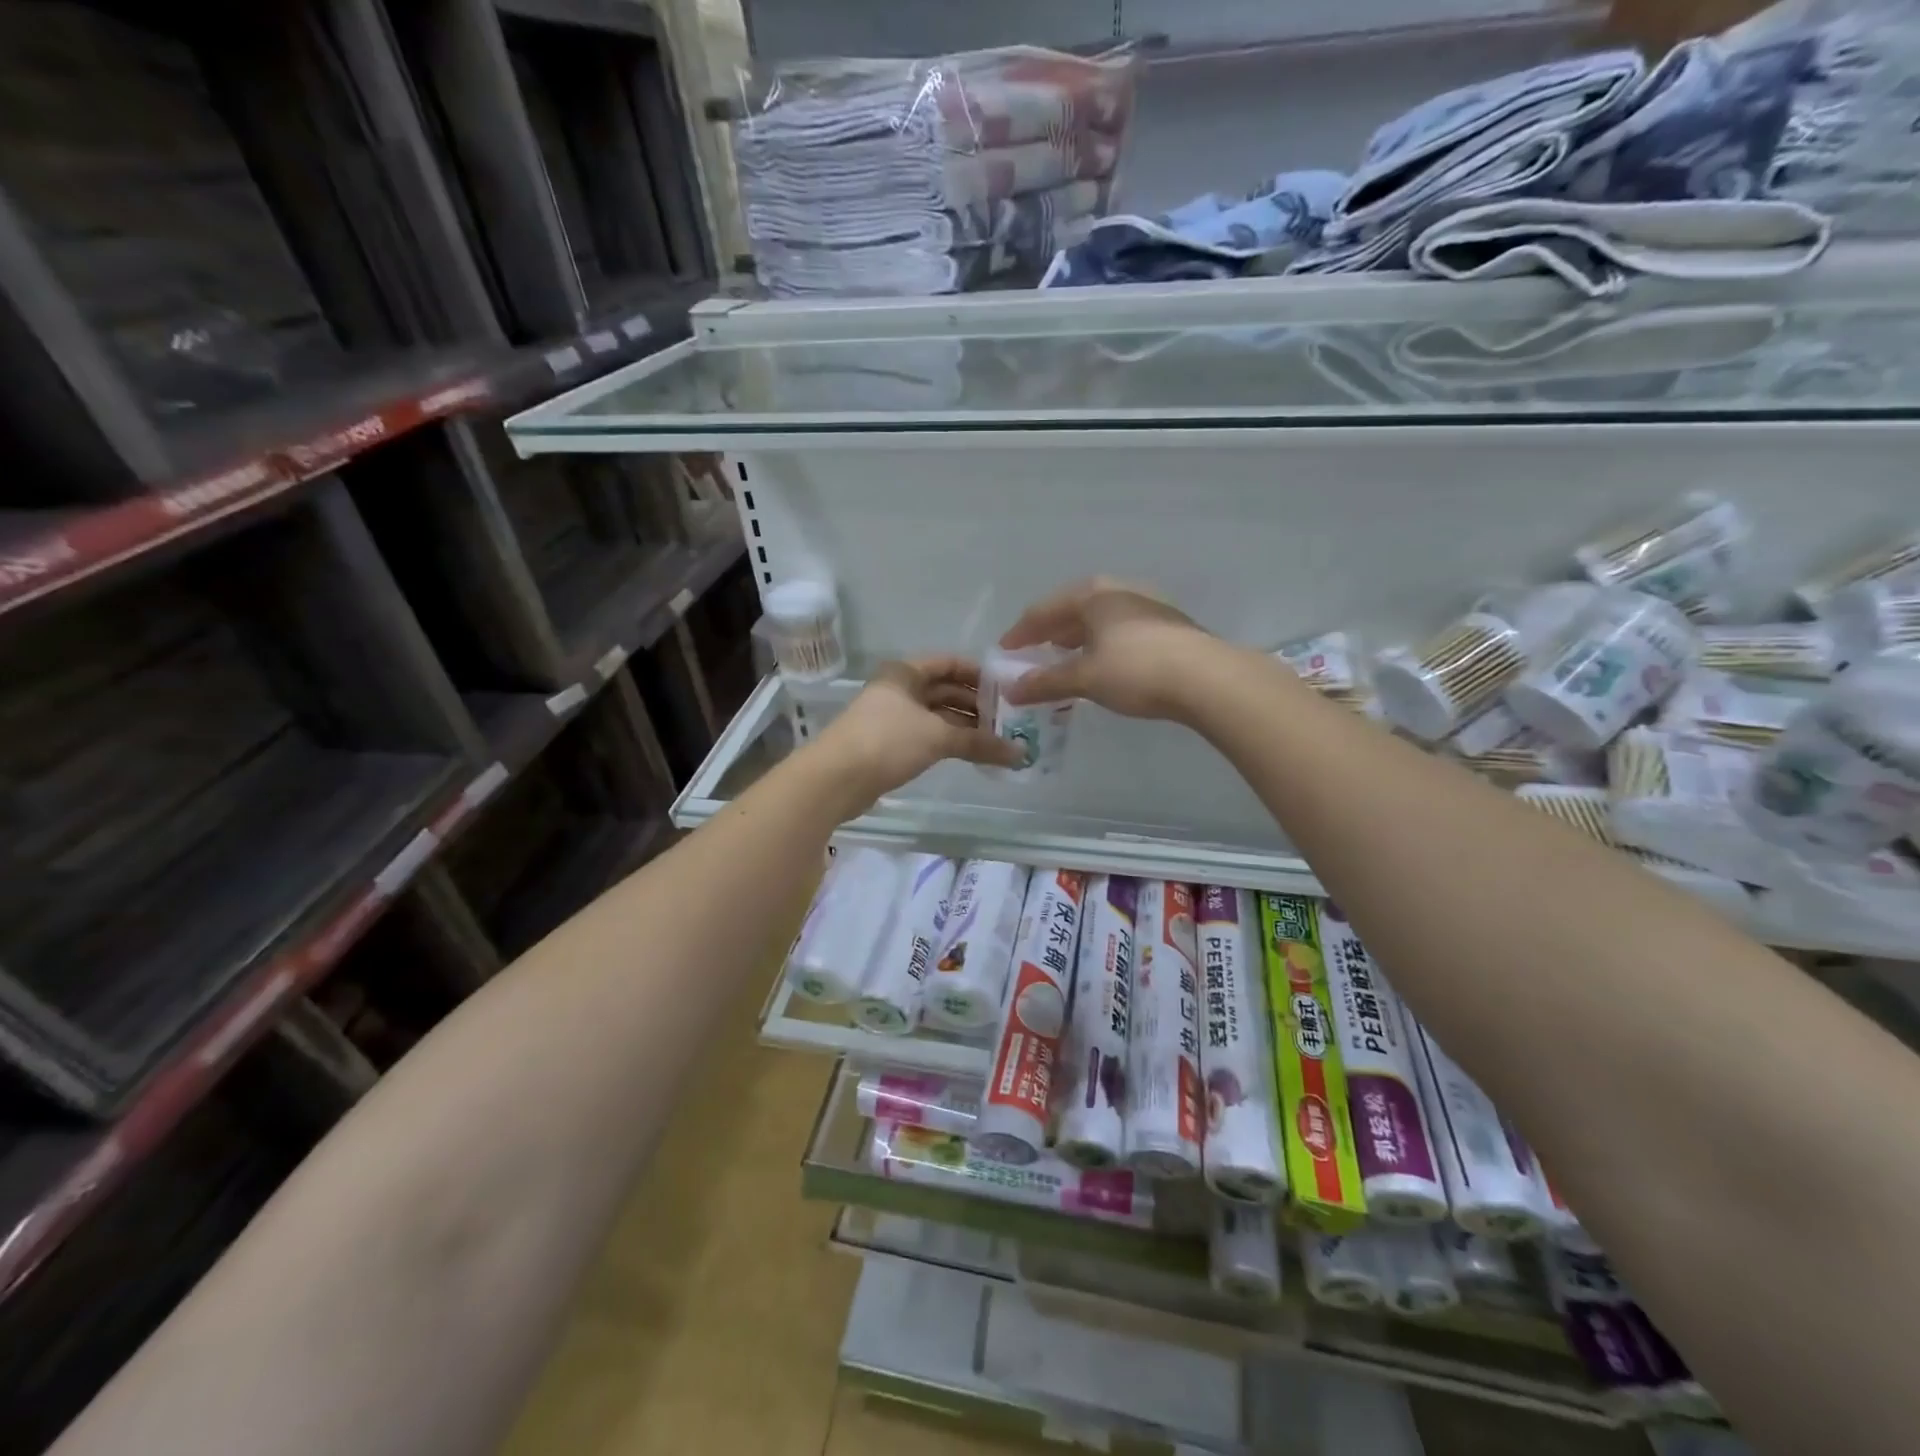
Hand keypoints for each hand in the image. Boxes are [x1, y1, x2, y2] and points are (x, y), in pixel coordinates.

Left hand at [813, 656, 1022, 808]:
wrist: (836, 779)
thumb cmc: (887, 741)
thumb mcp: (938, 736)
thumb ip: (980, 742)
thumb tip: (1020, 753)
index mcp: (905, 672)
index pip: (950, 663)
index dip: (979, 674)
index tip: (1007, 689)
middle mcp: (899, 689)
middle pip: (945, 690)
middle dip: (976, 705)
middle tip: (1009, 720)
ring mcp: (892, 717)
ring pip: (937, 716)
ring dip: (966, 727)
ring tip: (998, 740)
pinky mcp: (890, 744)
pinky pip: (928, 736)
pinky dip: (950, 742)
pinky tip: (973, 754)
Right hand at [999, 578, 1213, 720]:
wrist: (1207, 679)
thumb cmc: (1136, 670)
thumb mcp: (1084, 678)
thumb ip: (1045, 682)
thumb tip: (1011, 690)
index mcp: (1093, 594)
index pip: (1044, 610)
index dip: (1020, 632)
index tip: (1004, 652)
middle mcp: (1119, 591)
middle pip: (1073, 609)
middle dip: (1050, 632)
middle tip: (1032, 653)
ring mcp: (1147, 605)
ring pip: (1099, 619)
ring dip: (1077, 639)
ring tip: (1064, 659)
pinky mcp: (1168, 626)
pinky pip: (1120, 630)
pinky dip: (1101, 645)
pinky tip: (1102, 664)